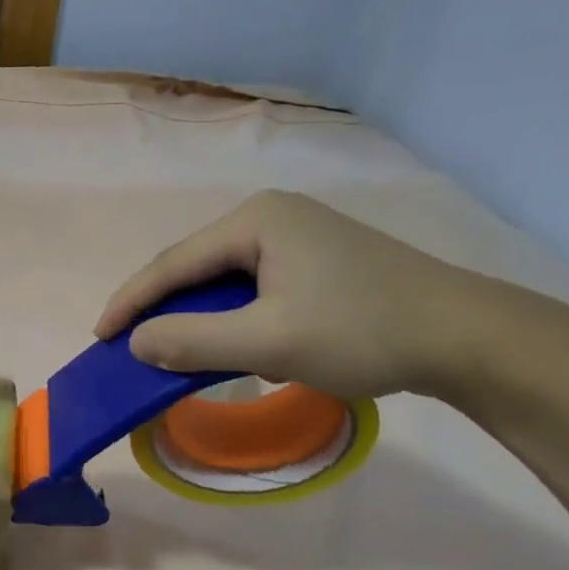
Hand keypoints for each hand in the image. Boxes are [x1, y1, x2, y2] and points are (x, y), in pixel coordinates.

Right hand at [95, 191, 493, 398]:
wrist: (468, 337)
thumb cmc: (361, 331)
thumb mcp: (268, 342)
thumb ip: (192, 341)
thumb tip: (136, 343)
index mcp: (256, 220)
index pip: (173, 263)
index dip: (131, 302)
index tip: (100, 336)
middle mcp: (273, 217)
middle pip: (197, 268)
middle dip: (165, 310)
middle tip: (134, 346)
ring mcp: (300, 236)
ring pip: (227, 282)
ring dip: (204, 319)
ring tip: (185, 353)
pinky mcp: (321, 261)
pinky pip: (257, 289)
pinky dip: (239, 320)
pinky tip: (248, 349)